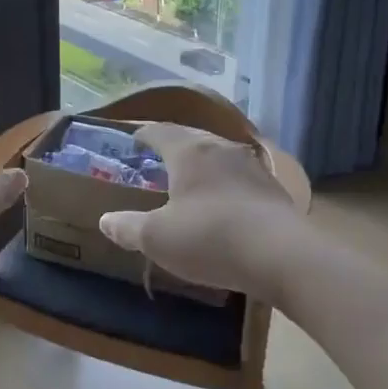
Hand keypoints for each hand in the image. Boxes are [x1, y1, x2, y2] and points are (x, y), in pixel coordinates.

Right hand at [96, 123, 298, 295]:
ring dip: (204, 165)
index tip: (134, 138)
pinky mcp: (275, 190)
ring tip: (192, 179)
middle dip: (174, 146)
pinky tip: (225, 202)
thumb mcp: (156, 238)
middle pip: (192, 139)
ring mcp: (253, 167)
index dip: (145, 134)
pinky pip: (241, 178)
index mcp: (189, 152)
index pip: (161, 132)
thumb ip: (128, 227)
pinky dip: (227, 184)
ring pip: (220, 157)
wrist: (282, 256)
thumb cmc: (209, 238)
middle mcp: (221, 149)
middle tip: (159, 158)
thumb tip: (105, 220)